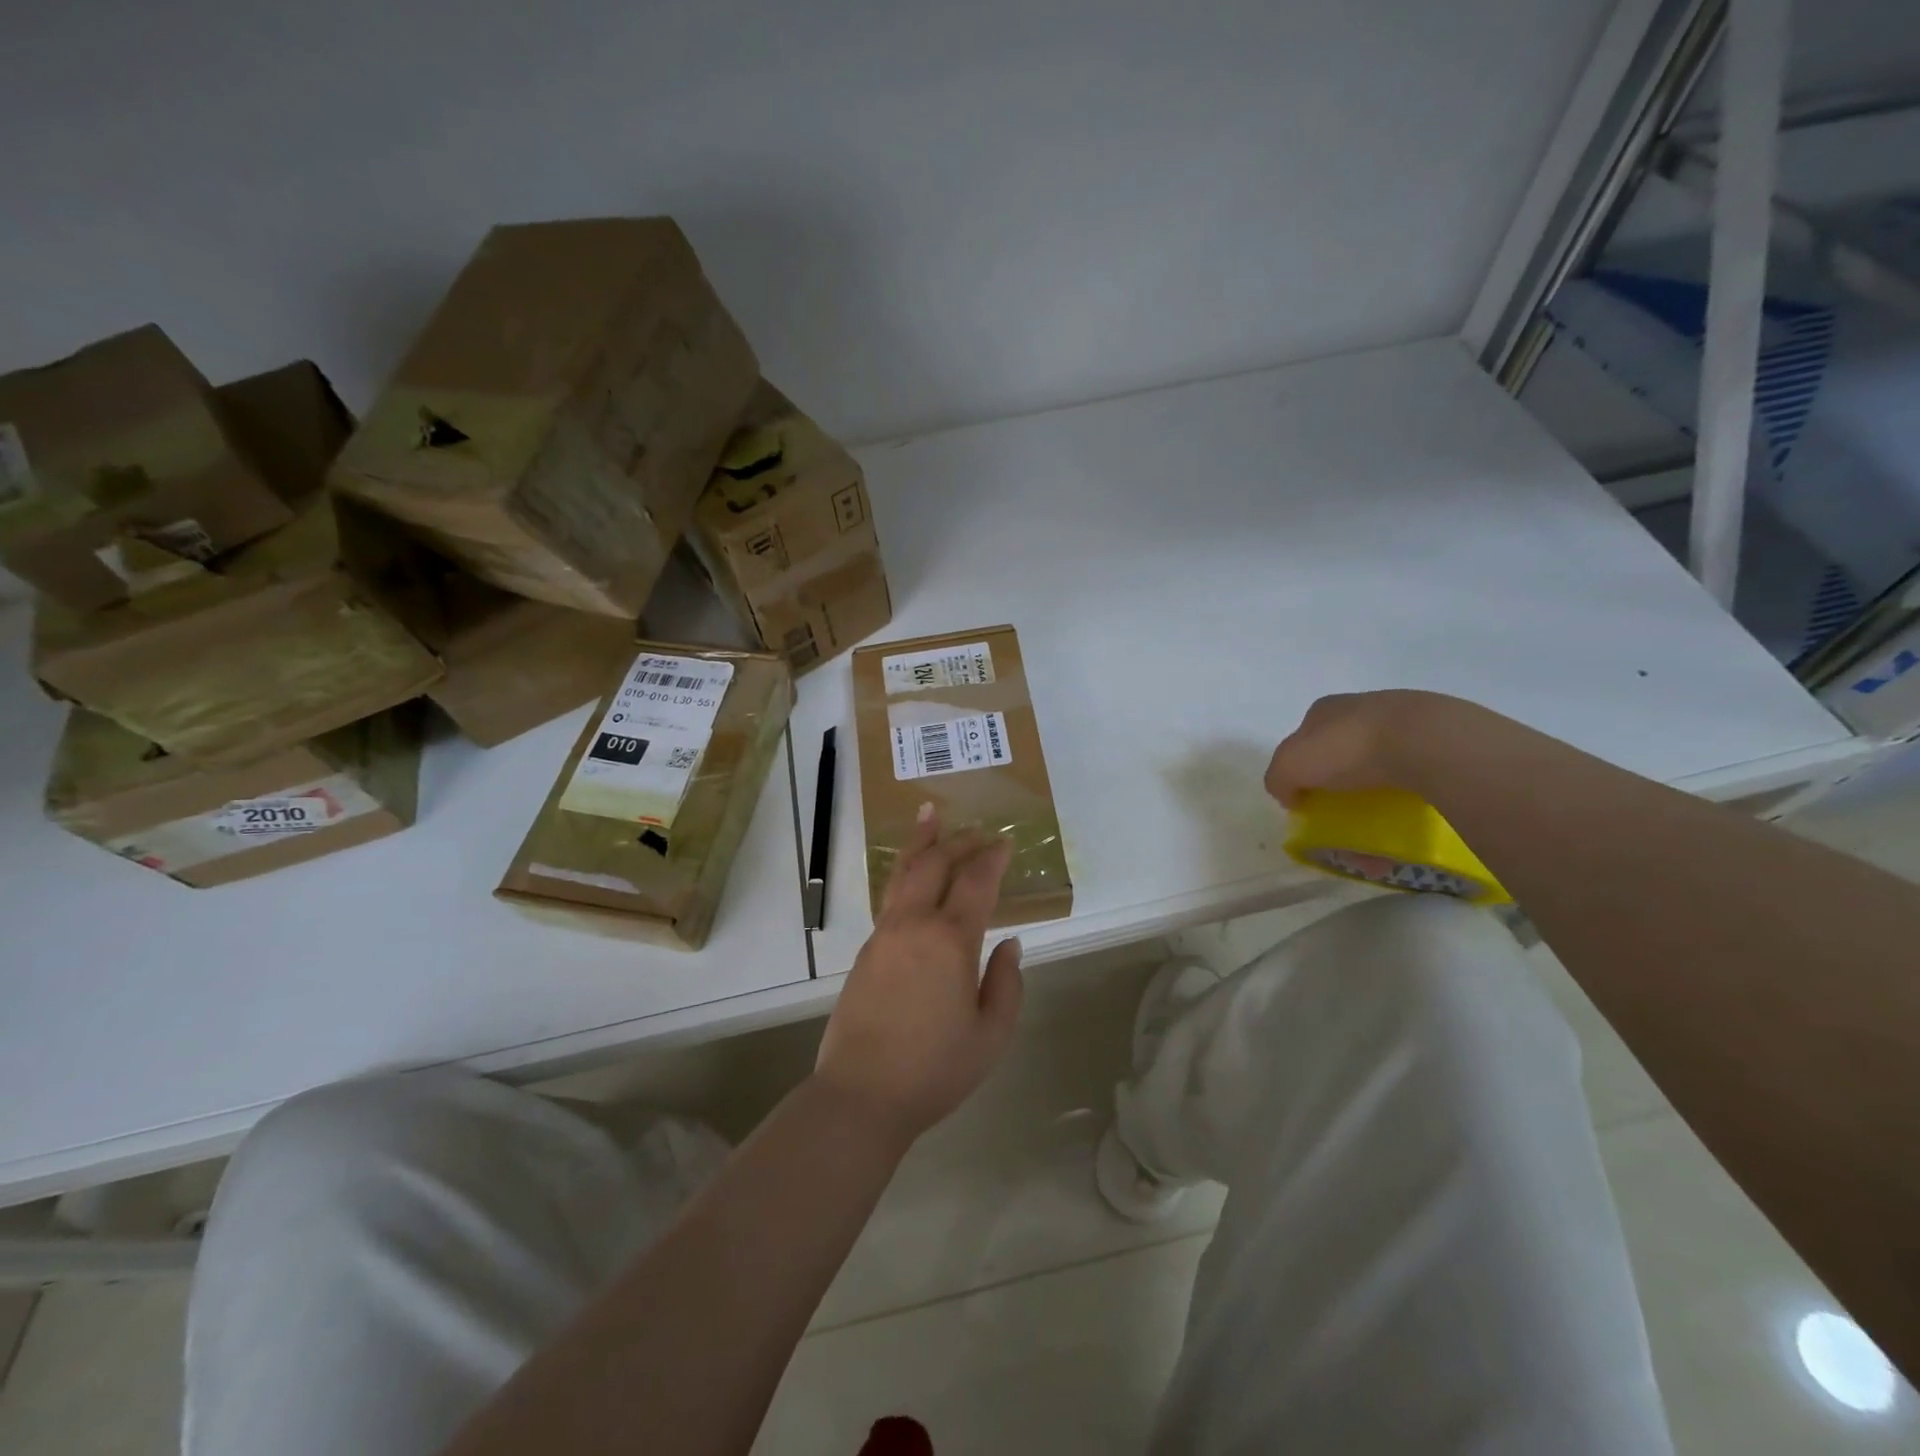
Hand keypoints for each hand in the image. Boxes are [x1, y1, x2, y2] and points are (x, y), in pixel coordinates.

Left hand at [814, 808, 1024, 1142]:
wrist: (862, 1094)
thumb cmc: (935, 1069)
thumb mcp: (991, 1035)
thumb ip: (1006, 983)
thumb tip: (1010, 944)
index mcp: (950, 941)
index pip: (976, 882)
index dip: (993, 858)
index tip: (1006, 842)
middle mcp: (914, 924)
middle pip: (935, 864)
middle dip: (959, 840)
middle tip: (978, 830)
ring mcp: (884, 934)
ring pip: (904, 872)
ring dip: (922, 842)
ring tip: (930, 815)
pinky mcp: (867, 949)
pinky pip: (890, 896)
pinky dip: (905, 872)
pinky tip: (912, 873)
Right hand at [1265, 690, 1477, 806]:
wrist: (1427, 742)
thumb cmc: (1348, 749)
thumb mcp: (1291, 765)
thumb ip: (1278, 779)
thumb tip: (1289, 795)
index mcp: (1325, 709)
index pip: (1304, 739)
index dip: (1301, 769)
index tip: (1306, 798)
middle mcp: (1363, 709)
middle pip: (1342, 752)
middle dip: (1339, 784)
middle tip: (1341, 815)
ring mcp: (1405, 722)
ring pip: (1381, 765)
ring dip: (1375, 797)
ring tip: (1377, 829)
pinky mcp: (1441, 741)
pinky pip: (1415, 777)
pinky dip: (1406, 801)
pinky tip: (1407, 822)